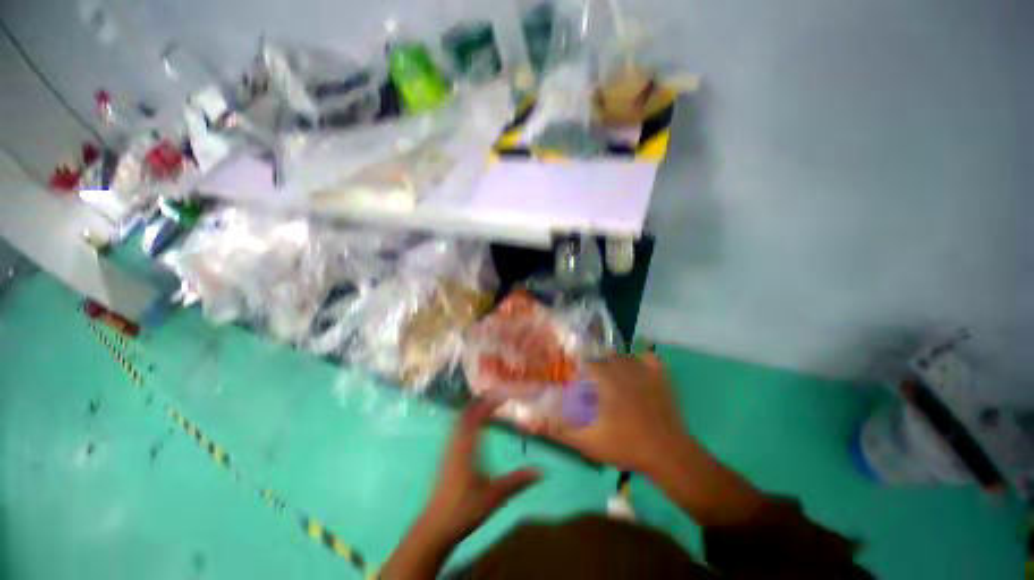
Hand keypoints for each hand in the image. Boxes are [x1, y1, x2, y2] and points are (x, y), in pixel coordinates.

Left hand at [382, 401, 540, 579]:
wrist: (434, 528)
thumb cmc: (464, 510)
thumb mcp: (494, 496)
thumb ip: (517, 482)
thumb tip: (541, 471)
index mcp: (467, 449)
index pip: (477, 418)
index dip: (489, 404)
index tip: (503, 396)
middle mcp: (456, 444)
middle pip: (465, 415)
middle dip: (479, 402)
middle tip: (495, 396)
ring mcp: (448, 451)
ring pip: (458, 422)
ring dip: (471, 410)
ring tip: (485, 405)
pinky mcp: (445, 458)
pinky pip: (455, 430)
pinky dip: (465, 421)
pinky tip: (472, 427)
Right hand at [545, 354, 690, 472]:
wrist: (669, 455)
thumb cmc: (627, 445)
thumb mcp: (588, 442)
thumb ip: (560, 431)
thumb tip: (533, 423)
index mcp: (607, 379)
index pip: (588, 363)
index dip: (580, 370)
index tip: (577, 382)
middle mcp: (625, 368)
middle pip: (606, 357)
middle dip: (597, 368)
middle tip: (594, 386)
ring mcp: (645, 371)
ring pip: (625, 357)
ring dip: (616, 364)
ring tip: (612, 381)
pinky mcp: (662, 378)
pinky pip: (649, 359)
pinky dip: (642, 361)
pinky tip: (637, 372)